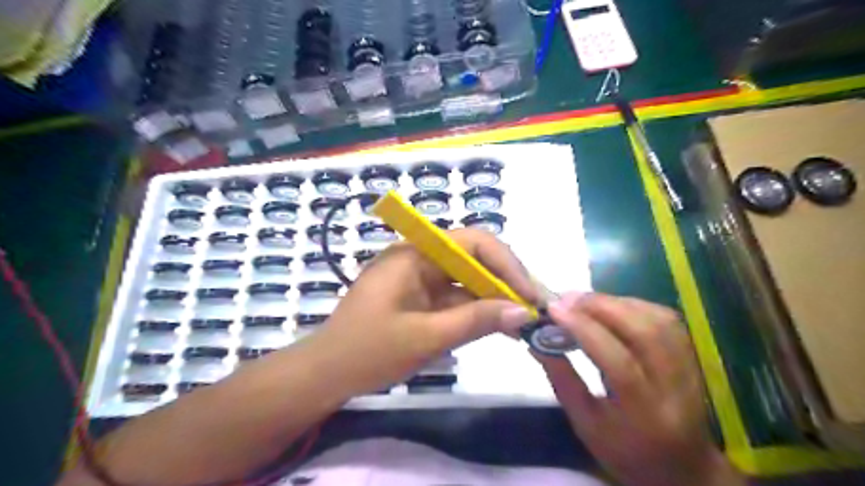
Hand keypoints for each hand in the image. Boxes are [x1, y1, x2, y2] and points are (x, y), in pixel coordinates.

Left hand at [312, 229, 538, 395]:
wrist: (326, 374)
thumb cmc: (367, 351)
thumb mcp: (425, 337)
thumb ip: (475, 320)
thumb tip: (524, 311)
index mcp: (416, 253)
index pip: (473, 242)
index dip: (507, 264)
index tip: (530, 294)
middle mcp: (421, 257)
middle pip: (475, 258)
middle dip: (506, 282)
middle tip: (535, 309)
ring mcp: (422, 278)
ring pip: (469, 280)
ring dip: (496, 298)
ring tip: (526, 321)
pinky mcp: (422, 298)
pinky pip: (457, 298)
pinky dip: (479, 311)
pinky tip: (501, 327)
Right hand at [539, 292, 747, 485]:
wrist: (682, 468)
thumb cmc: (626, 452)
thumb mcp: (585, 424)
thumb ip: (561, 379)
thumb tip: (535, 341)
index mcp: (645, 414)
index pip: (619, 362)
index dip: (584, 330)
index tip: (554, 310)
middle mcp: (675, 387)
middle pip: (643, 331)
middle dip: (600, 307)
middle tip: (566, 299)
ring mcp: (690, 368)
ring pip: (657, 319)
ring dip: (616, 302)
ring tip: (583, 300)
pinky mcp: (691, 355)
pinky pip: (664, 318)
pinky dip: (633, 304)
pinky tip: (610, 305)